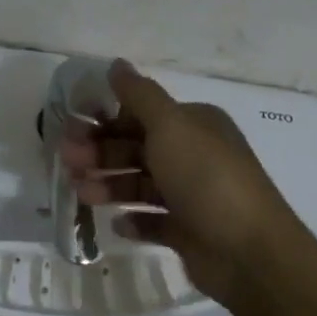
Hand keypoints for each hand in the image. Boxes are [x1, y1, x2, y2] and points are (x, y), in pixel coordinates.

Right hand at [60, 60, 300, 310]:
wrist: (248, 252)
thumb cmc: (206, 178)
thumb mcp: (170, 126)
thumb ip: (139, 95)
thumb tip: (116, 63)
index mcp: (194, 125)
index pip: (142, 114)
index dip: (106, 119)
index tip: (72, 128)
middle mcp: (194, 155)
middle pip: (137, 148)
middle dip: (101, 153)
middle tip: (68, 162)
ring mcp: (192, 195)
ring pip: (140, 184)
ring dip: (110, 185)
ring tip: (84, 195)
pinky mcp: (188, 231)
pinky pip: (153, 221)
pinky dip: (134, 220)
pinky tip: (118, 223)